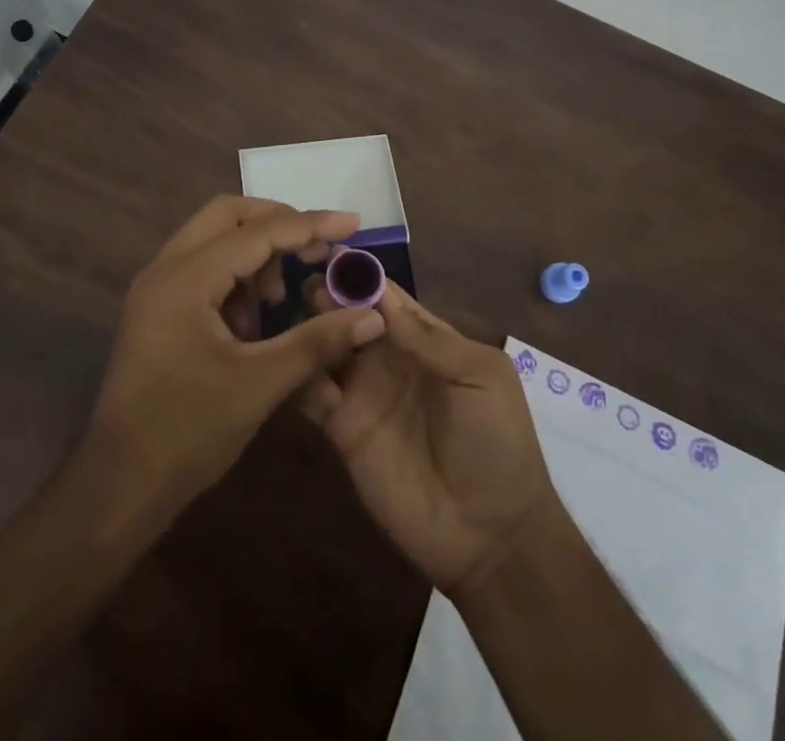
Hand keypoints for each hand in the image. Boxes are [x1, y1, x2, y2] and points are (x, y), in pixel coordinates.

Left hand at [82, 197, 389, 525]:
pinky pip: (201, 268)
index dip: (309, 226)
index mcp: (185, 278)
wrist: (118, 487)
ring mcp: (156, 288)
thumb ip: (316, 342)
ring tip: (279, 300)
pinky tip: (252, 323)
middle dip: (276, 225)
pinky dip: (234, 278)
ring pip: (213, 239)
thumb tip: (372, 316)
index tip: (352, 223)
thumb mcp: (259, 385)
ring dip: (254, 254)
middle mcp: (165, 269)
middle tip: (316, 250)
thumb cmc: (187, 433)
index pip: (257, 233)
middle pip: (227, 216)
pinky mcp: (156, 309)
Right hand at [298, 281, 553, 597]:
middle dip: (327, 296)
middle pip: (349, 316)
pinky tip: (289, 362)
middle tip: (300, 281)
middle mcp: (387, 358)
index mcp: (424, 339)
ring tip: (288, 314)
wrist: (490, 535)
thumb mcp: (480, 379)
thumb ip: (431, 340)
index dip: (360, 275)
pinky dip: (298, 375)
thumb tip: (381, 299)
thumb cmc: (496, 443)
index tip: (327, 250)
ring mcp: (362, 393)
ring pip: (326, 348)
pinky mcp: (342, 429)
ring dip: (308, 328)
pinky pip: (312, 394)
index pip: (385, 297)